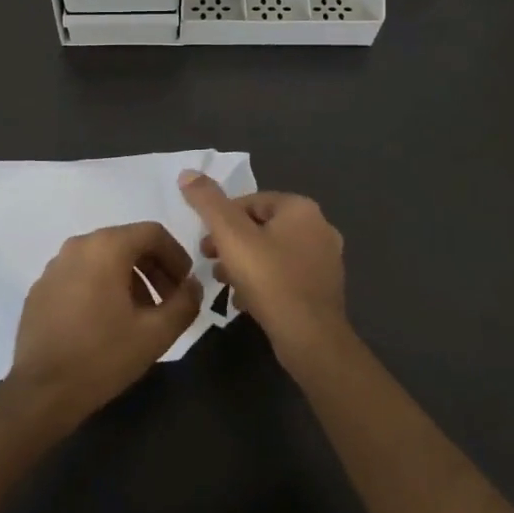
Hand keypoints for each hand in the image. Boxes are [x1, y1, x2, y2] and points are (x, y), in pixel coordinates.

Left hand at [8, 221, 202, 427]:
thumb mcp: (156, 333)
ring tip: (140, 316)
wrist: (41, 392)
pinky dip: (101, 287)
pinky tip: (106, 323)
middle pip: (127, 243)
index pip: (153, 233)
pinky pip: (80, 275)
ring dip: (129, 279)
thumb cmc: (102, 356)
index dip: (177, 256)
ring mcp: (54, 266)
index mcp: (106, 247)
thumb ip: (185, 303)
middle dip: (154, 269)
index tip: (186, 286)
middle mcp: (78, 245)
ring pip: (103, 259)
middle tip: (168, 302)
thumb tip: (193, 286)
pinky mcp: (40, 288)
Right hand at [178, 172, 347, 368]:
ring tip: (221, 282)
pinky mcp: (324, 288)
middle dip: (232, 242)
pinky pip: (286, 276)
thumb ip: (208, 202)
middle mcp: (319, 227)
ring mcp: (326, 260)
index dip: (222, 219)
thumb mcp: (231, 236)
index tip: (204, 241)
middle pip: (262, 227)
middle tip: (208, 260)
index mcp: (301, 208)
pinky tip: (244, 301)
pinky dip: (264, 282)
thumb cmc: (270, 280)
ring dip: (245, 263)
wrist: (311, 339)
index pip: (251, 201)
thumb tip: (187, 173)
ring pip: (273, 252)